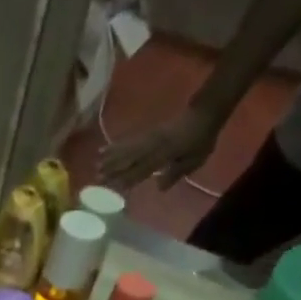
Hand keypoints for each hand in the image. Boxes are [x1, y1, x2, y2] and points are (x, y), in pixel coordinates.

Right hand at [100, 103, 223, 190]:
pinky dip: (117, 145)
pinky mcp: (148, 132)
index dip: (128, 178)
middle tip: (97, 176)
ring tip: (96, 164)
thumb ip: (177, 172)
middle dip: (113, 167)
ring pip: (127, 148)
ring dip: (111, 157)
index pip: (143, 168)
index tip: (112, 187)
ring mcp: (150, 137)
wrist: (204, 113)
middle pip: (130, 158)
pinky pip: (130, 140)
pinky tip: (106, 149)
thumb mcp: (196, 159)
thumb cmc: (202, 139)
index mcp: (166, 153)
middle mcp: (154, 145)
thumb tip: (158, 185)